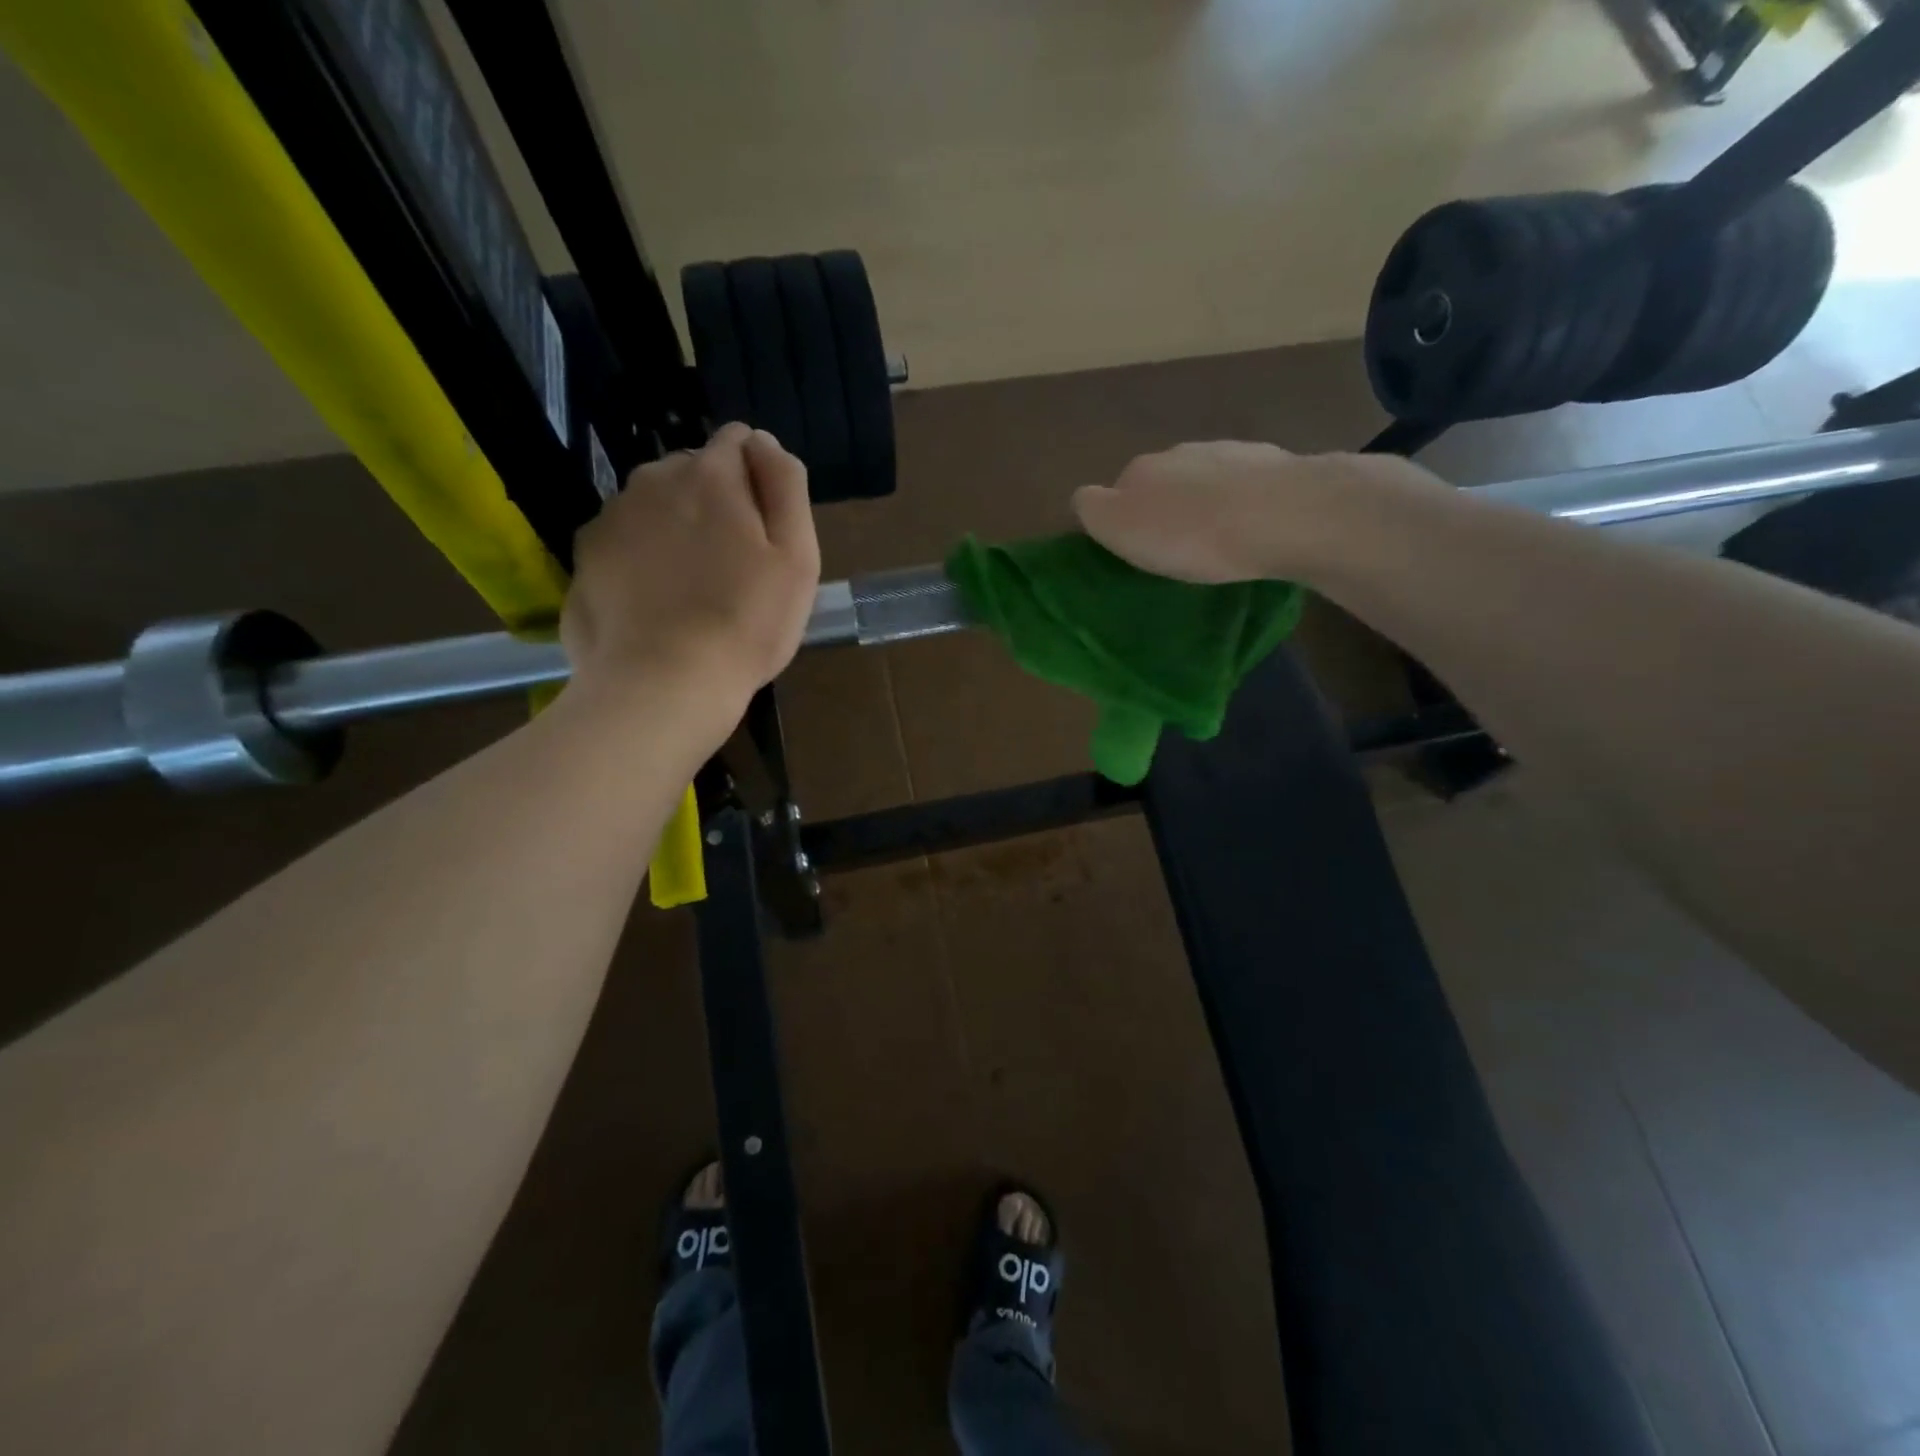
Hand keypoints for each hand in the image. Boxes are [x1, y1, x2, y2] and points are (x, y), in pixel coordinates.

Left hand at [562, 424, 819, 721]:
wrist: (663, 684)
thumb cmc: (746, 623)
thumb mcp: (797, 556)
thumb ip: (785, 486)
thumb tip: (764, 441)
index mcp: (710, 475)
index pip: (738, 440)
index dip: (758, 477)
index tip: (765, 528)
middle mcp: (652, 480)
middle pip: (692, 471)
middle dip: (714, 501)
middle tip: (732, 566)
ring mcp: (610, 518)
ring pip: (653, 505)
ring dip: (674, 528)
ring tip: (691, 588)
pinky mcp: (584, 557)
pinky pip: (623, 541)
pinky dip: (640, 558)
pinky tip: (655, 603)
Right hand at [1072, 442, 1445, 583]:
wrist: (1284, 515)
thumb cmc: (1192, 534)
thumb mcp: (1122, 529)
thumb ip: (1094, 510)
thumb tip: (1084, 498)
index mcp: (1140, 469)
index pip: (1115, 490)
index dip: (1121, 520)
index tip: (1135, 551)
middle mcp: (1181, 452)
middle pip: (1161, 482)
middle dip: (1164, 509)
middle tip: (1175, 550)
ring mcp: (1230, 452)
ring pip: (1204, 481)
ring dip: (1204, 505)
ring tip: (1218, 542)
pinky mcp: (1273, 464)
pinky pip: (1245, 487)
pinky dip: (1242, 503)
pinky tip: (1252, 528)